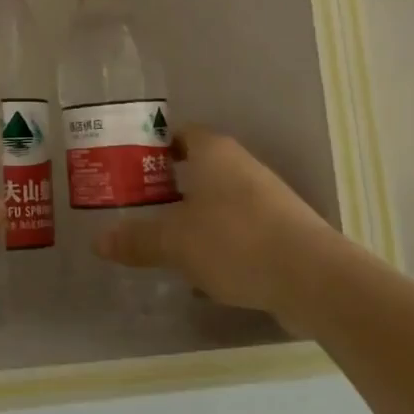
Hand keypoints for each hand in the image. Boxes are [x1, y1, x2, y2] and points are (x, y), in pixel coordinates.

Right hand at [94, 126, 332, 321]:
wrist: (314, 279)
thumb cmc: (235, 240)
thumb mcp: (174, 241)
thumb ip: (137, 239)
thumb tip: (99, 240)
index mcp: (214, 152)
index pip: (179, 134)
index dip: (153, 147)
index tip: (129, 168)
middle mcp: (241, 166)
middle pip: (197, 169)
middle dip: (168, 188)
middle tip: (137, 208)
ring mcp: (266, 199)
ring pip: (218, 203)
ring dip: (193, 220)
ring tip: (162, 243)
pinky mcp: (282, 232)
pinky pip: (238, 232)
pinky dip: (218, 246)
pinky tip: (201, 274)